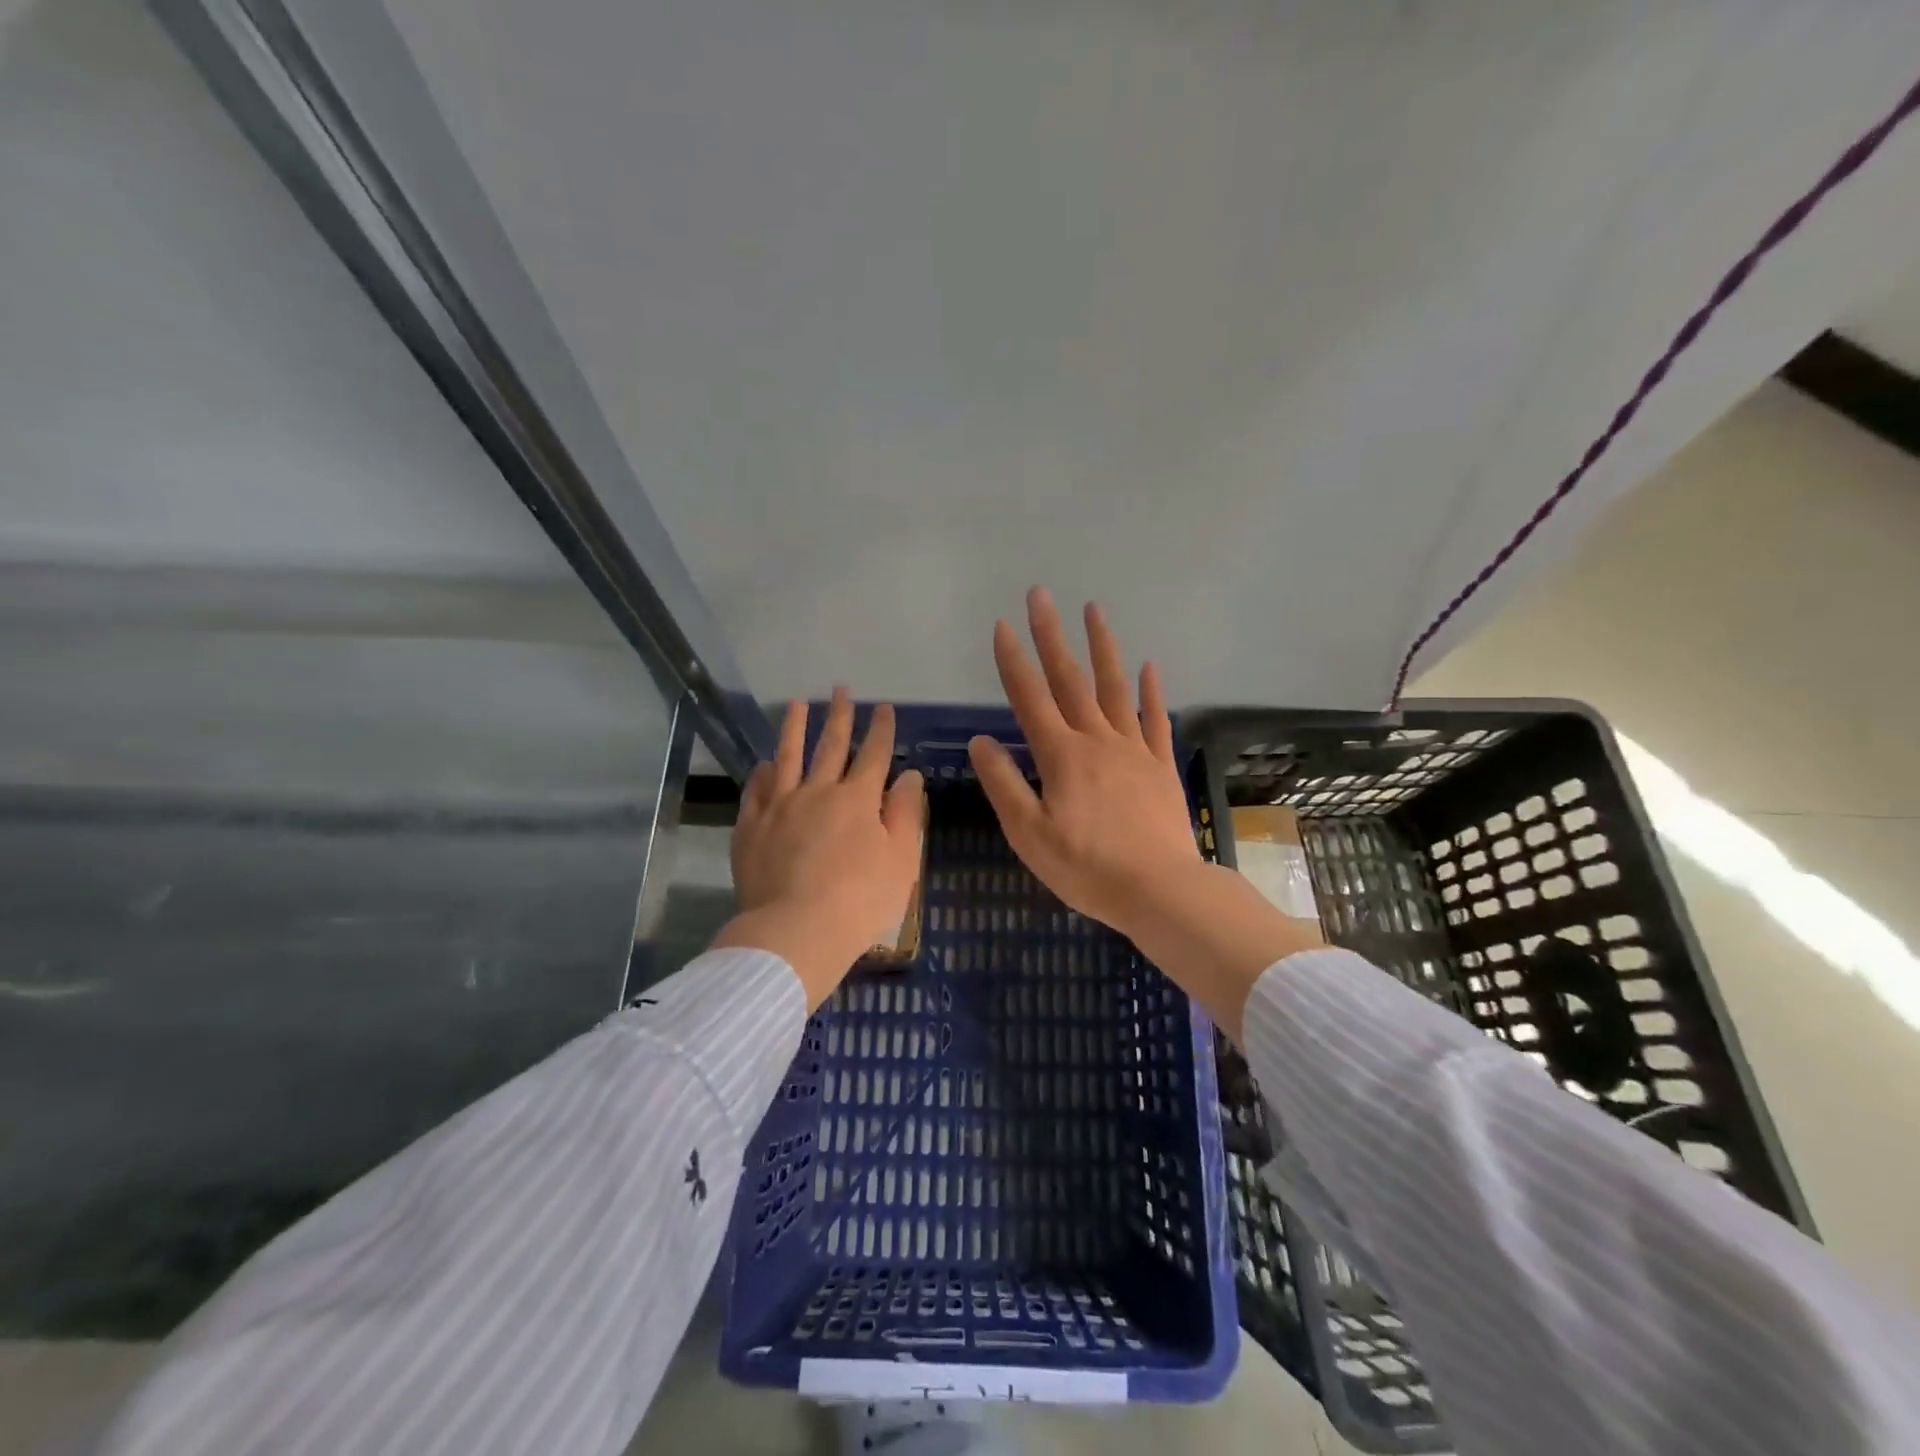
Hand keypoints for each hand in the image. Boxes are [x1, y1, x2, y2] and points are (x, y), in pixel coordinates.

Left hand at [713, 689, 926, 1008]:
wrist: (796, 932)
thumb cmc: (860, 901)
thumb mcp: (900, 860)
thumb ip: (906, 814)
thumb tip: (910, 774)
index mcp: (858, 800)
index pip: (874, 754)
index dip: (881, 729)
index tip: (884, 707)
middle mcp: (818, 792)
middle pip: (831, 746)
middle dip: (839, 716)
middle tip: (841, 690)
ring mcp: (779, 807)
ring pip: (788, 757)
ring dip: (795, 728)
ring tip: (797, 703)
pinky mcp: (751, 827)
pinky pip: (756, 790)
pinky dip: (762, 772)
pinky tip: (764, 762)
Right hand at [966, 588, 1202, 939]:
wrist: (1160, 890)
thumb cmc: (1086, 868)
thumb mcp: (1029, 834)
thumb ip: (1004, 783)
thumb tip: (982, 741)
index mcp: (1061, 756)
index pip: (1030, 698)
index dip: (1013, 660)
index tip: (1002, 625)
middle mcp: (1097, 740)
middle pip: (1070, 680)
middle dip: (1052, 635)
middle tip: (1041, 595)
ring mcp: (1134, 750)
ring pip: (1115, 688)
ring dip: (1103, 647)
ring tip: (1094, 610)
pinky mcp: (1160, 766)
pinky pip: (1155, 720)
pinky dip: (1151, 692)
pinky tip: (1149, 666)